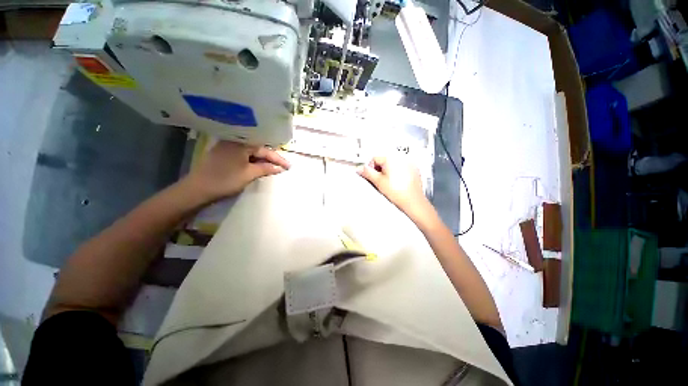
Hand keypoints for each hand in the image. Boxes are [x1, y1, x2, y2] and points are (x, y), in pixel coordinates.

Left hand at [183, 141, 289, 202]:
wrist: (197, 189)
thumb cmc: (225, 180)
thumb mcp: (249, 174)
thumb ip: (266, 169)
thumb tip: (280, 168)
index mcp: (241, 143)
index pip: (265, 150)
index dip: (278, 159)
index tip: (289, 167)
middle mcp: (234, 141)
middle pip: (258, 149)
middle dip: (271, 158)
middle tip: (283, 166)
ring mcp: (227, 147)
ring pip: (250, 152)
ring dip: (261, 160)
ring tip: (273, 167)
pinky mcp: (223, 153)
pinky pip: (243, 155)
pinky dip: (252, 160)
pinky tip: (258, 166)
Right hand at [357, 156, 437, 226]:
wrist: (413, 201)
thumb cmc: (396, 191)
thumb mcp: (378, 182)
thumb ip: (367, 173)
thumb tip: (359, 169)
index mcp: (391, 158)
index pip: (374, 158)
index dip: (370, 168)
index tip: (371, 177)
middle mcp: (401, 158)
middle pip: (384, 161)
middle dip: (379, 170)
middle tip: (379, 181)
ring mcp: (409, 163)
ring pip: (392, 165)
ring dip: (387, 172)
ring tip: (388, 183)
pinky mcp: (414, 170)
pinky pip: (401, 168)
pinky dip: (397, 173)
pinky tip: (397, 183)